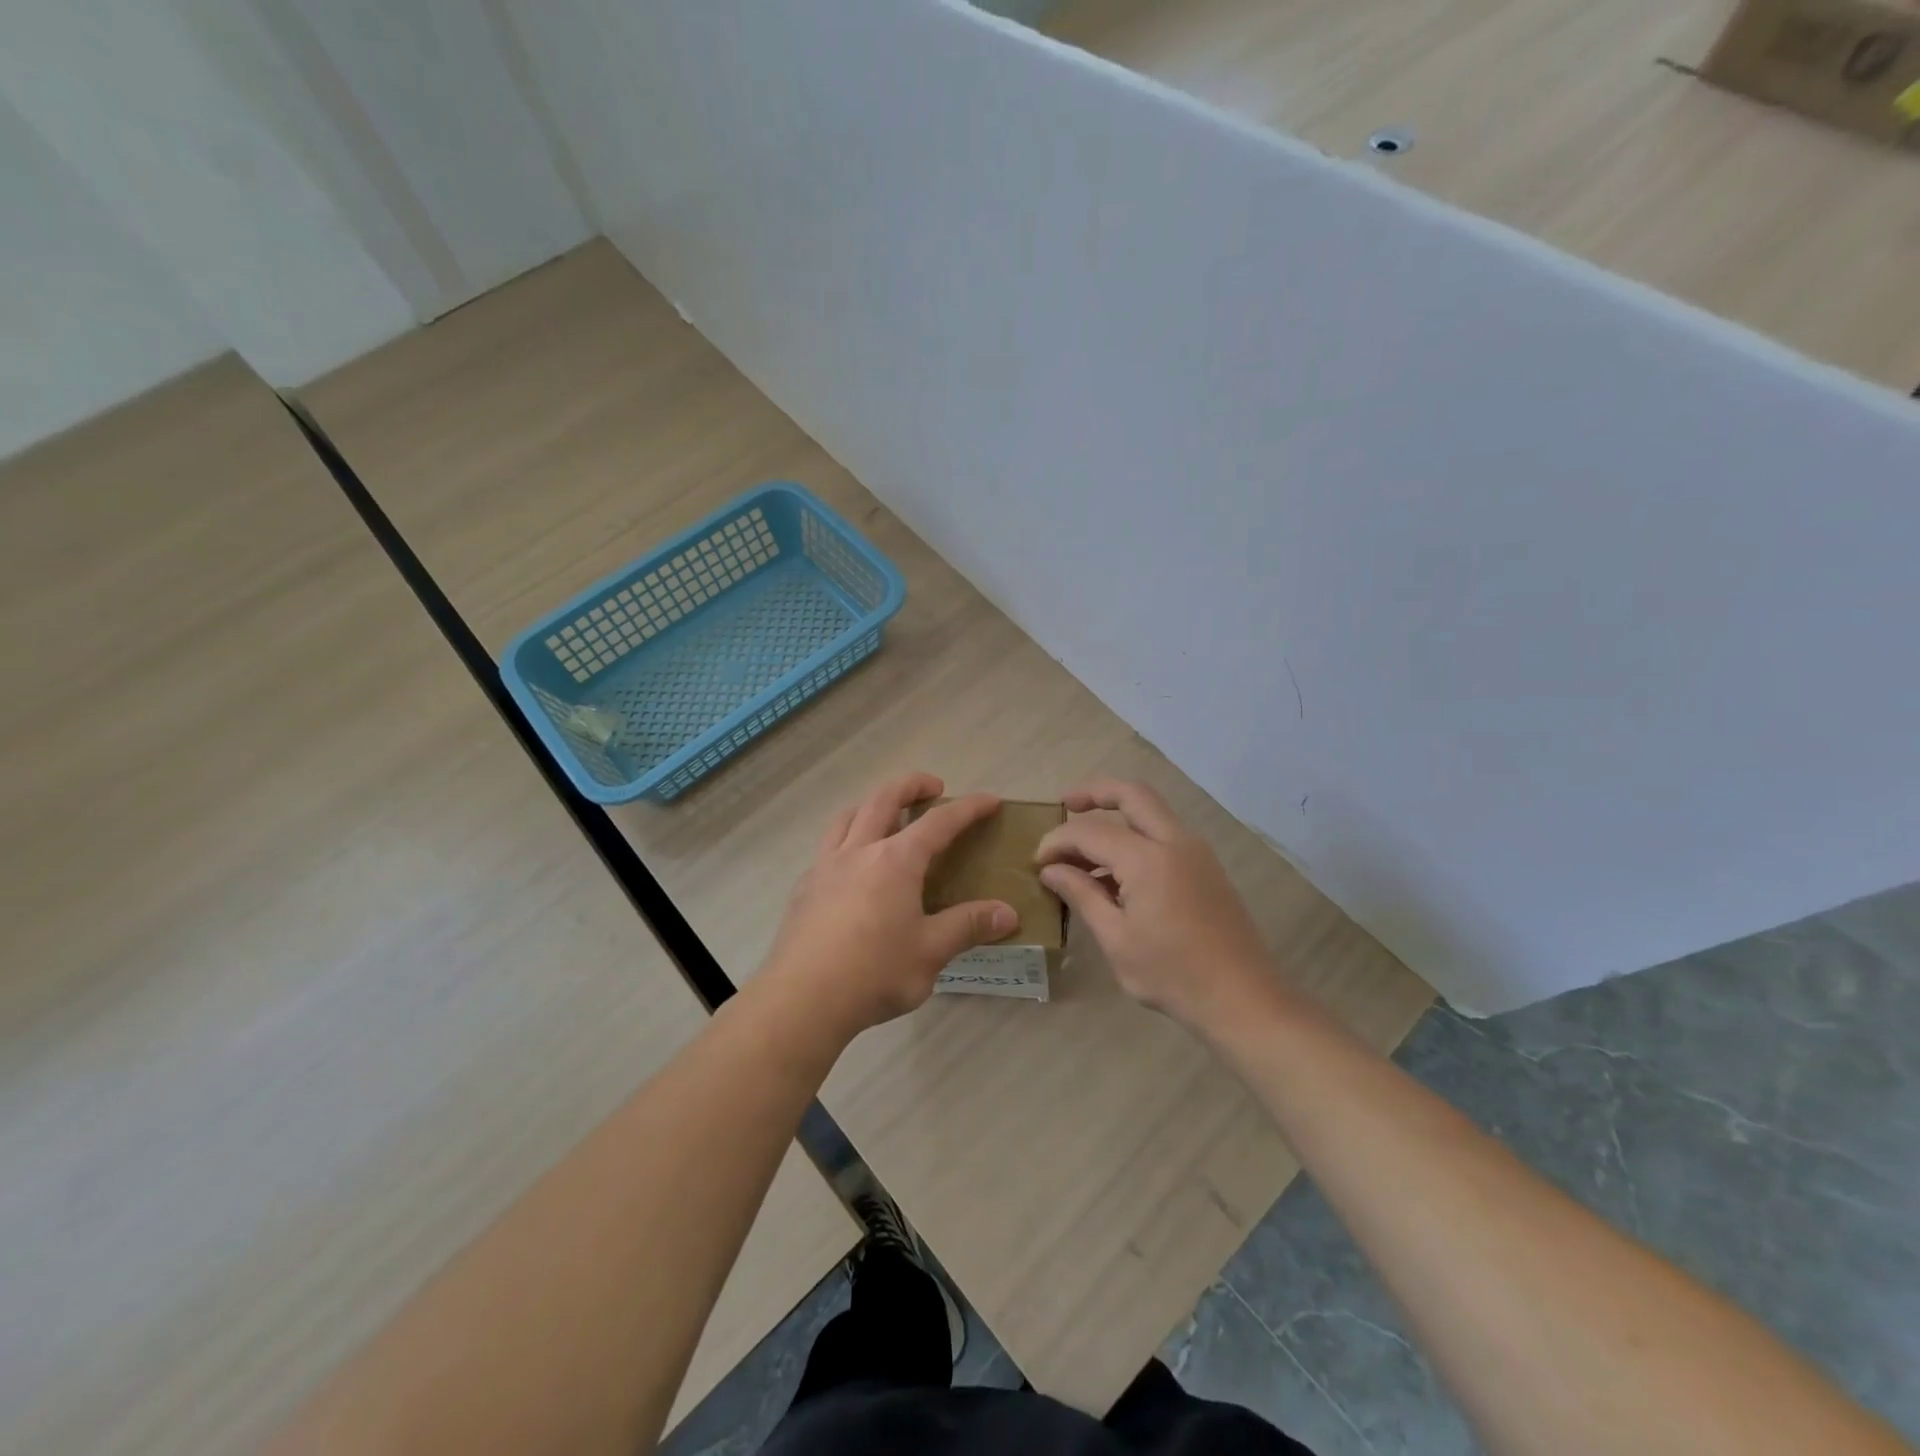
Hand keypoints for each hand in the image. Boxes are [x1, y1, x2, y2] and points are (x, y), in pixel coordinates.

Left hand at [763, 773, 1018, 1038]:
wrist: (802, 999)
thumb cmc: (874, 972)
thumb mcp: (930, 952)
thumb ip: (968, 926)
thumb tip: (1008, 913)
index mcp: (895, 861)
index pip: (939, 822)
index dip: (968, 808)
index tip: (990, 800)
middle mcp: (859, 851)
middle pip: (884, 799)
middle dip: (912, 785)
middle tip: (933, 787)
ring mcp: (826, 866)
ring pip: (848, 816)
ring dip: (872, 803)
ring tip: (886, 812)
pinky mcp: (805, 887)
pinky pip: (828, 846)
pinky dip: (847, 837)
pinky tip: (852, 865)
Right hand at [1036, 778, 1278, 1031]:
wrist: (1244, 1000)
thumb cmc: (1173, 975)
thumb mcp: (1116, 939)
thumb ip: (1082, 895)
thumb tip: (1051, 870)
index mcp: (1149, 859)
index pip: (1090, 831)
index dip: (1058, 840)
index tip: (1037, 861)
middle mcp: (1176, 842)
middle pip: (1132, 794)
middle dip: (1095, 792)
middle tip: (1065, 804)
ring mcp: (1196, 852)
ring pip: (1151, 811)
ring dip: (1117, 815)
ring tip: (1083, 848)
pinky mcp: (1206, 868)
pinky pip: (1164, 834)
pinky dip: (1136, 836)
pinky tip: (1114, 872)